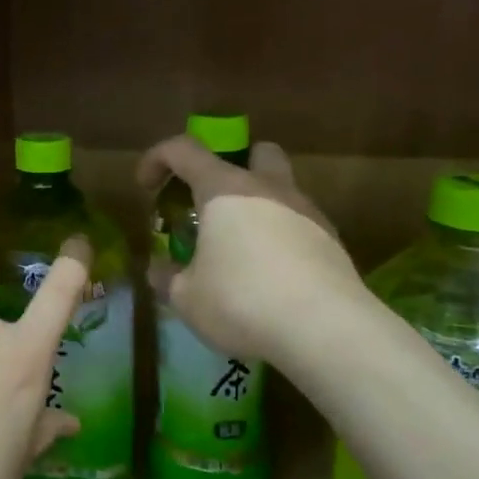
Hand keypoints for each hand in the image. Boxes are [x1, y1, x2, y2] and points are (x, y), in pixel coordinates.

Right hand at [137, 136, 365, 370]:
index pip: (183, 150)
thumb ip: (168, 278)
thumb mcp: (187, 298)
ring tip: (242, 251)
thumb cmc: (241, 301)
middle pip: (254, 151)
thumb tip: (158, 269)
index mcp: (224, 188)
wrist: (326, 328)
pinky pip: (300, 225)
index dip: (157, 159)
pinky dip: (283, 239)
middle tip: (213, 204)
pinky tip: (274, 276)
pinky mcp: (332, 241)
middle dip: (232, 167)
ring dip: (260, 207)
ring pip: (282, 188)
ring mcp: (306, 211)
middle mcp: (267, 187)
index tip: (146, 187)